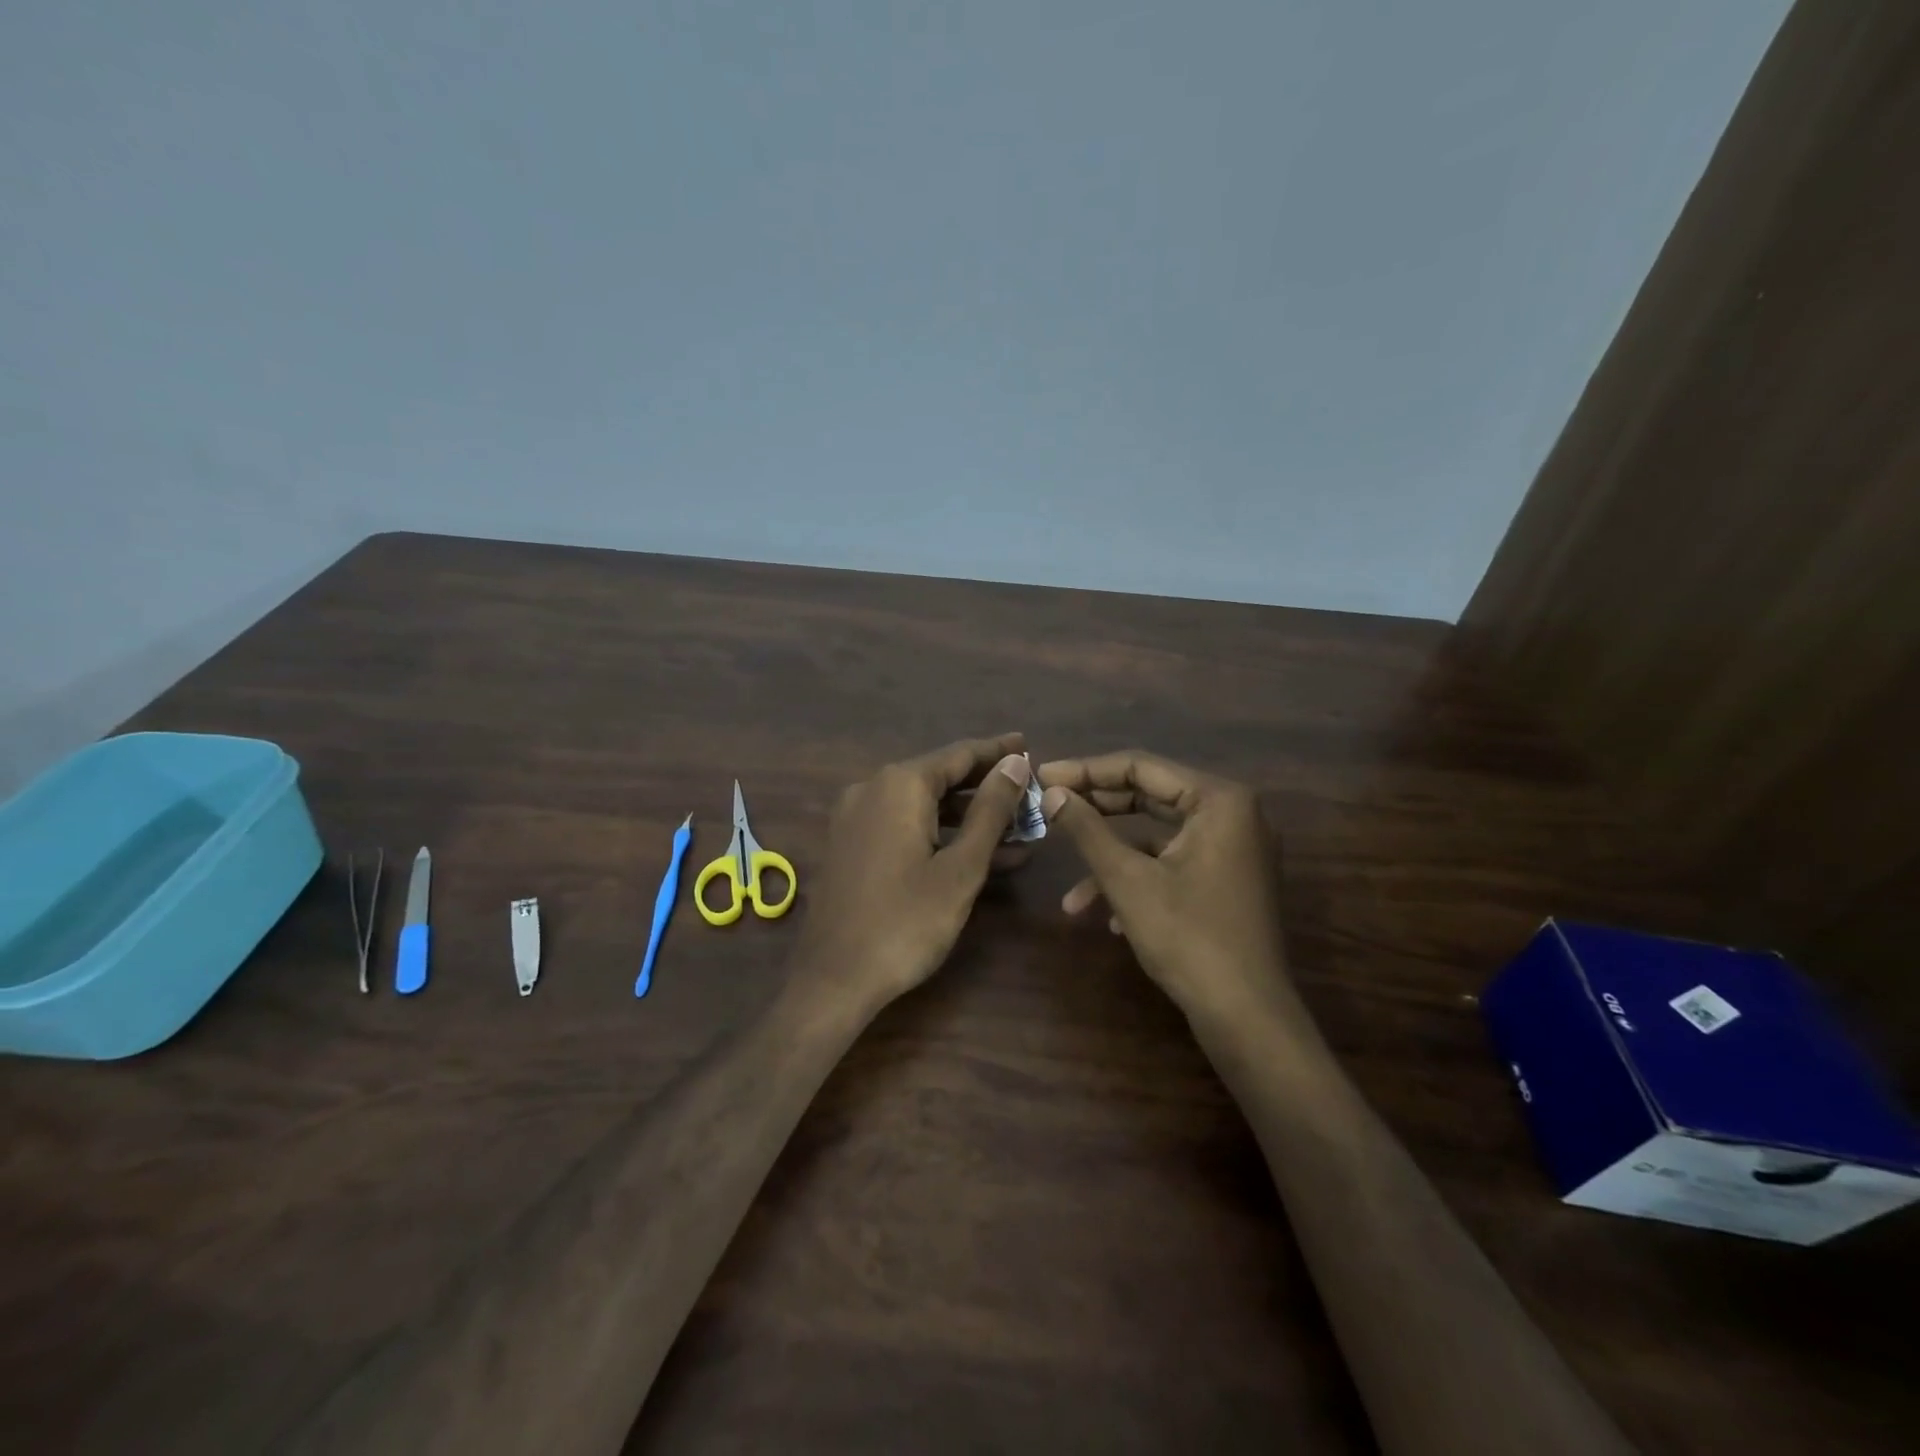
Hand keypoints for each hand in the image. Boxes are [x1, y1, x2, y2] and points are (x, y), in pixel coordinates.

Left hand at [798, 734, 1033, 1012]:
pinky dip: (940, 835)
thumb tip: (1014, 764)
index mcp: (899, 785)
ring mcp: (856, 818)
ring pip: (924, 806)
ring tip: (1018, 828)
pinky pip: (904, 827)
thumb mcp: (960, 867)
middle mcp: (872, 789)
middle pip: (940, 777)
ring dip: (968, 817)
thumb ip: (990, 811)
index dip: (997, 751)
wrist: (834, 979)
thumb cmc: (906, 922)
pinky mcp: (852, 846)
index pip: (958, 754)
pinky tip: (979, 855)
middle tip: (1029, 790)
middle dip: (986, 786)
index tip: (1029, 745)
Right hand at [1038, 751, 1302, 1026]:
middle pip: (1150, 796)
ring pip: (1157, 838)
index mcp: (1219, 800)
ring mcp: (1233, 850)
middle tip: (1049, 808)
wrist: (1247, 1017)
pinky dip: (1140, 881)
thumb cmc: (1188, 937)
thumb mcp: (1127, 879)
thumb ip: (1086, 829)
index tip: (1042, 776)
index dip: (1086, 770)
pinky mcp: (1228, 881)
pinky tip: (1111, 920)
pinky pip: (1174, 864)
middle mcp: (1233, 815)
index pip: (1141, 766)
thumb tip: (1051, 793)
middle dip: (1096, 810)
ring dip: (1112, 860)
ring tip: (1072, 897)